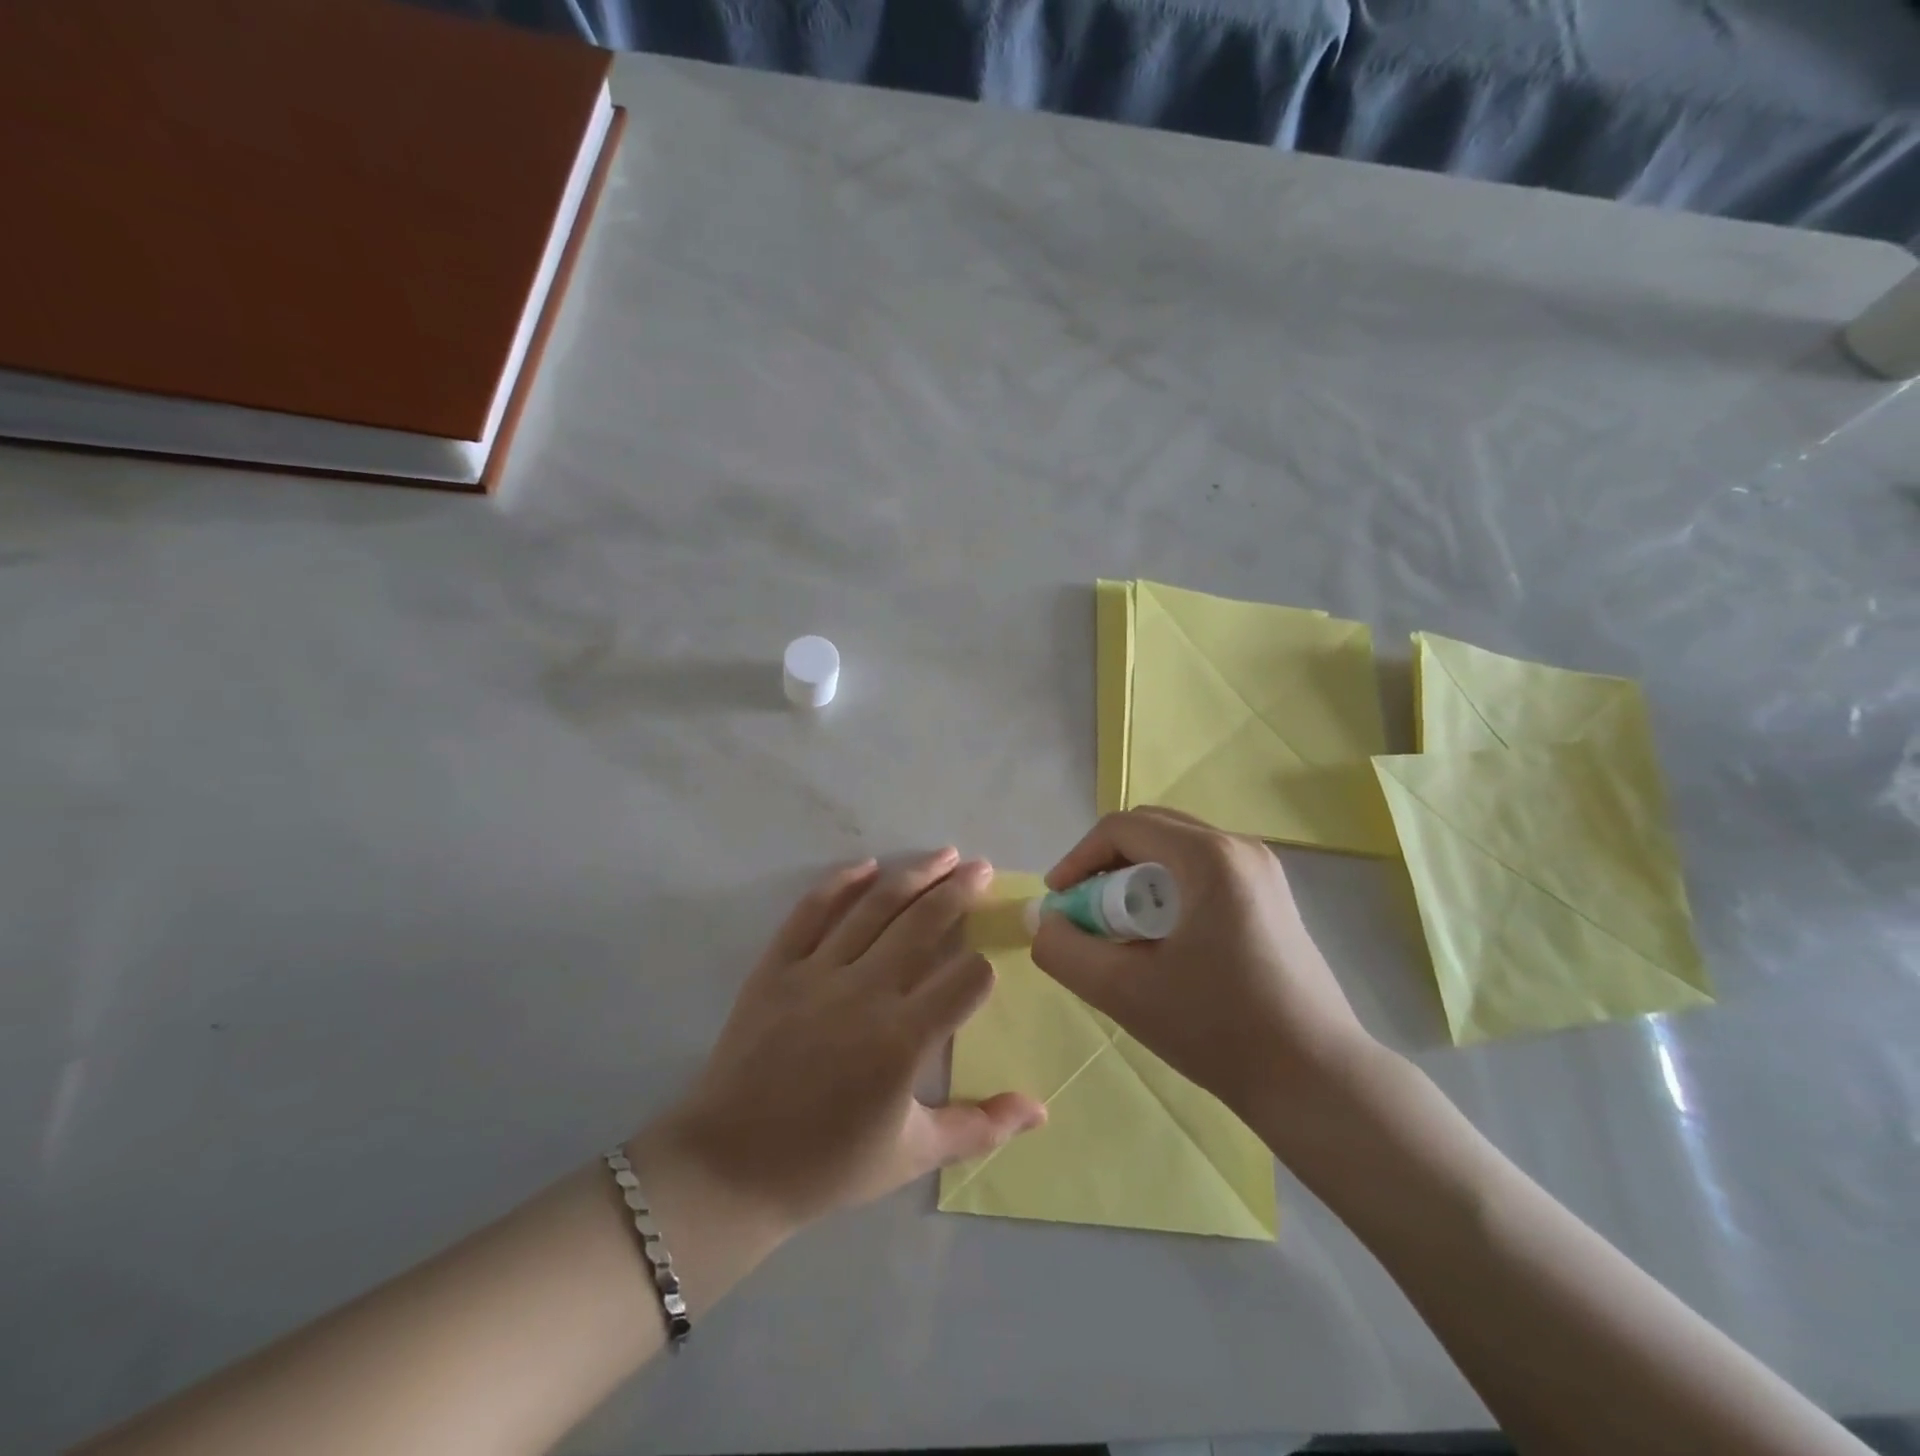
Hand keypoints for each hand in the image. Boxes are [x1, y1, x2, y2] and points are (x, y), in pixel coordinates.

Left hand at [644, 851, 1045, 1236]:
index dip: (984, 967)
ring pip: (874, 907)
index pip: (966, 978)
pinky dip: (840, 883)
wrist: (729, 1168)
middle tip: (982, 868)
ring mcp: (817, 973)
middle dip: (960, 891)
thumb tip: (1041, 1108)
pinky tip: (867, 865)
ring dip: (914, 875)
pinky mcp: (777, 966)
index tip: (988, 963)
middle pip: (924, 923)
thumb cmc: (827, 1165)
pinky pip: (811, 912)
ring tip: (943, 855)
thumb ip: (980, 1127)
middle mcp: (865, 993)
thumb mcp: (912, 1155)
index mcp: (903, 1040)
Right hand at [1031, 808, 1377, 1118]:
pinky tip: (1164, 940)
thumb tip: (1043, 921)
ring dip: (1136, 879)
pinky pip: (1202, 871)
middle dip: (1106, 866)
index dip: (1078, 858)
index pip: (1122, 828)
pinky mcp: (1272, 897)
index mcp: (1209, 857)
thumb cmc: (1219, 1029)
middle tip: (1086, 915)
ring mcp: (1262, 871)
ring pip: (1176, 850)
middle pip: (1150, 831)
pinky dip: (1168, 891)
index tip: (1059, 902)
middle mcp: (1240, 848)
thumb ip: (1064, 951)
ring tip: (1121, 931)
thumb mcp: (1124, 991)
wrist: (1317, 1080)